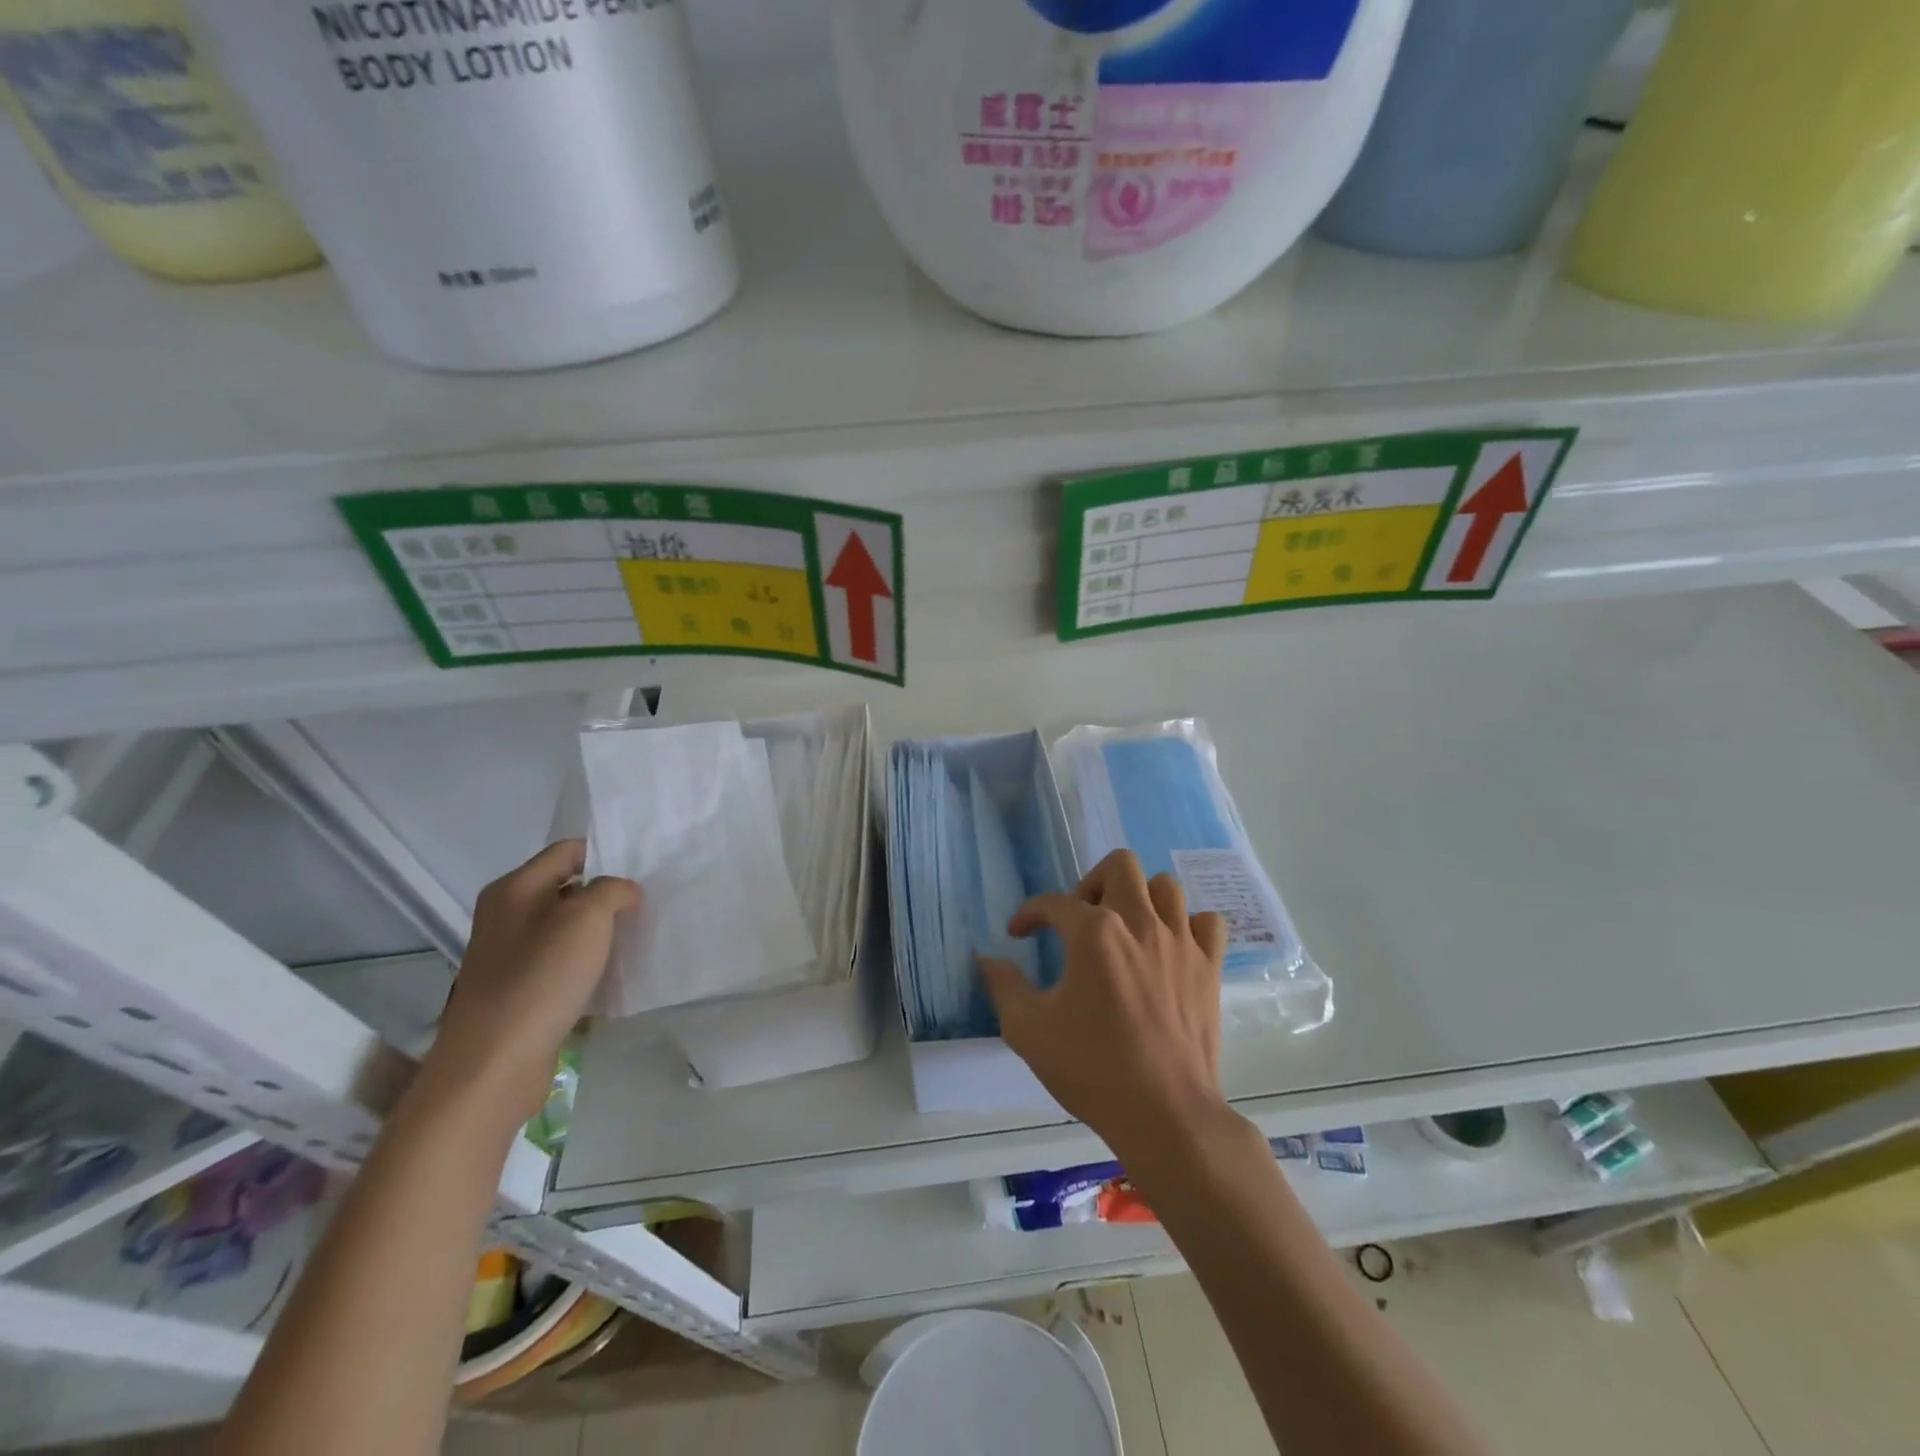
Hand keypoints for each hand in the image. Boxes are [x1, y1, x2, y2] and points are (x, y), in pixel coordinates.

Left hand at [423, 841, 639, 1127]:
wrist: (495, 1061)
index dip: (606, 855)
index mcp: (514, 888)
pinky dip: (584, 962)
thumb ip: (612, 890)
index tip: (642, 874)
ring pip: (565, 926)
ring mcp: (508, 953)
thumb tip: (623, 892)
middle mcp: (506, 914)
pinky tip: (608, 975)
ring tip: (632, 940)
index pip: (568, 851)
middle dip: (605, 895)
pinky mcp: (516, 988)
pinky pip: (559, 961)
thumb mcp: (588, 918)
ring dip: (598, 931)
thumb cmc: (541, 977)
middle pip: (567, 887)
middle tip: (644, 907)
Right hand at [980, 850, 1230, 1162]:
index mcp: (1094, 933)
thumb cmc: (1091, 1069)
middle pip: (1119, 865)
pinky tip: (1170, 947)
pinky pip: (1207, 922)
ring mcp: (1180, 942)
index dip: (1029, 914)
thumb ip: (1004, 986)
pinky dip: (1188, 924)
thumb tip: (988, 958)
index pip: (1053, 903)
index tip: (1019, 934)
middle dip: (1091, 882)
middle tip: (1080, 919)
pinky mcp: (1209, 966)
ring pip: (1165, 886)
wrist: (1164, 1113)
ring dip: (1140, 897)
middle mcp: (1139, 922)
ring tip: (1125, 928)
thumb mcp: (1028, 1030)